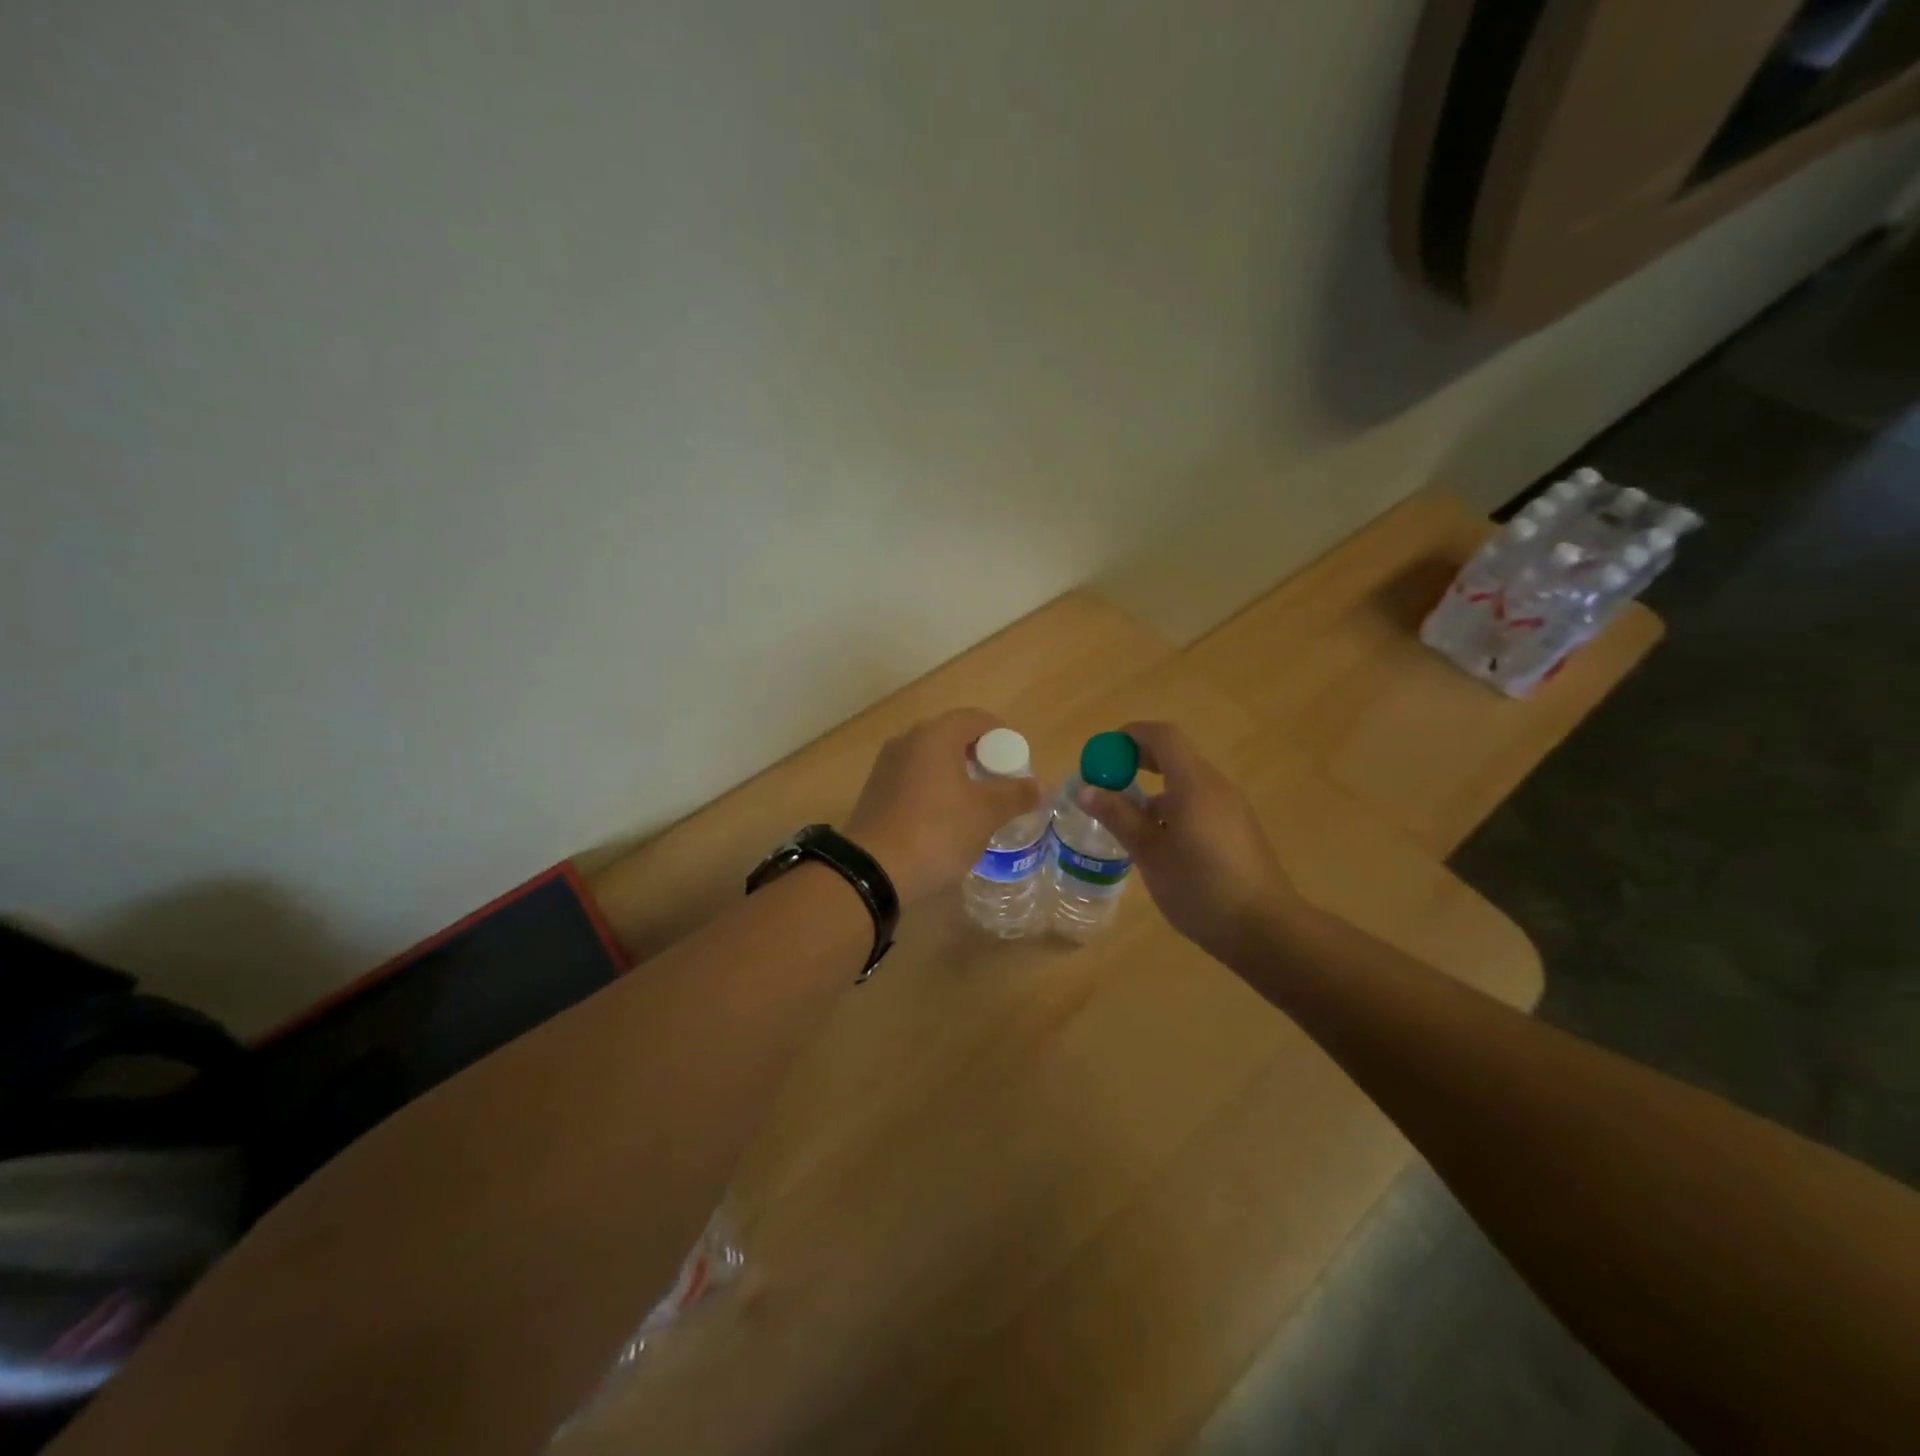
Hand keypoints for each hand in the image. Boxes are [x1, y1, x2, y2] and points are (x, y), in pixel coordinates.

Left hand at [846, 708, 1043, 905]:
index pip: (976, 718)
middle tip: (1000, 783)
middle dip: (980, 755)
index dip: (1002, 736)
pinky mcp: (876, 791)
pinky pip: (914, 778)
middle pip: (952, 735)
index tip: (1017, 763)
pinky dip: (935, 788)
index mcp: (935, 735)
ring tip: (976, 803)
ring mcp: (887, 765)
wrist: (873, 869)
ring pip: (931, 758)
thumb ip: (1016, 795)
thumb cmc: (937, 831)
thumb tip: (1040, 786)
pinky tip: (945, 817)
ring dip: (957, 773)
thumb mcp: (986, 813)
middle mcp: (907, 741)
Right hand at [1075, 721, 1296, 965]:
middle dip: (1138, 761)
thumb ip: (1118, 817)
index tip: (1102, 754)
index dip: (1130, 736)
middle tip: (1106, 781)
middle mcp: (1216, 787)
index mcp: (1194, 784)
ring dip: (1153, 789)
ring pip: (1186, 783)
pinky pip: (1198, 803)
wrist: (1265, 930)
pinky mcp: (1237, 830)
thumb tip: (1086, 789)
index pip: (1163, 736)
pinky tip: (1157, 843)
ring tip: (1125, 820)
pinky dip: (1172, 808)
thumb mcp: (1150, 854)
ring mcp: (1231, 809)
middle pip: (1175, 755)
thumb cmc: (1201, 888)